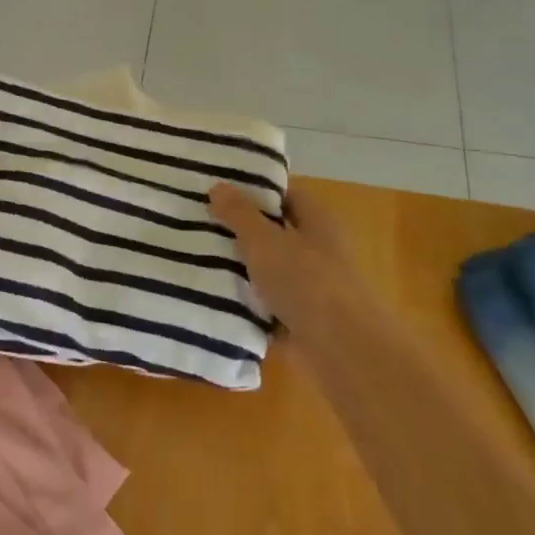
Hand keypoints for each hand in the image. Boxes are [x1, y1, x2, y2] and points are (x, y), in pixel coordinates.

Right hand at [208, 180, 383, 358]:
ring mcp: (310, 287)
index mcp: (318, 222)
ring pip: (267, 270)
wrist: (341, 349)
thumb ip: (240, 214)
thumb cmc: (306, 282)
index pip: (287, 196)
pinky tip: (212, 298)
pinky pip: (265, 304)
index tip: (220, 190)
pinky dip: (244, 303)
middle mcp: (317, 251)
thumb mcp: (265, 240)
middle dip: (239, 231)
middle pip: (274, 233)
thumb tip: (218, 185)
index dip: (256, 191)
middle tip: (197, 224)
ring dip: (239, 269)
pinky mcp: (299, 319)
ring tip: (194, 259)